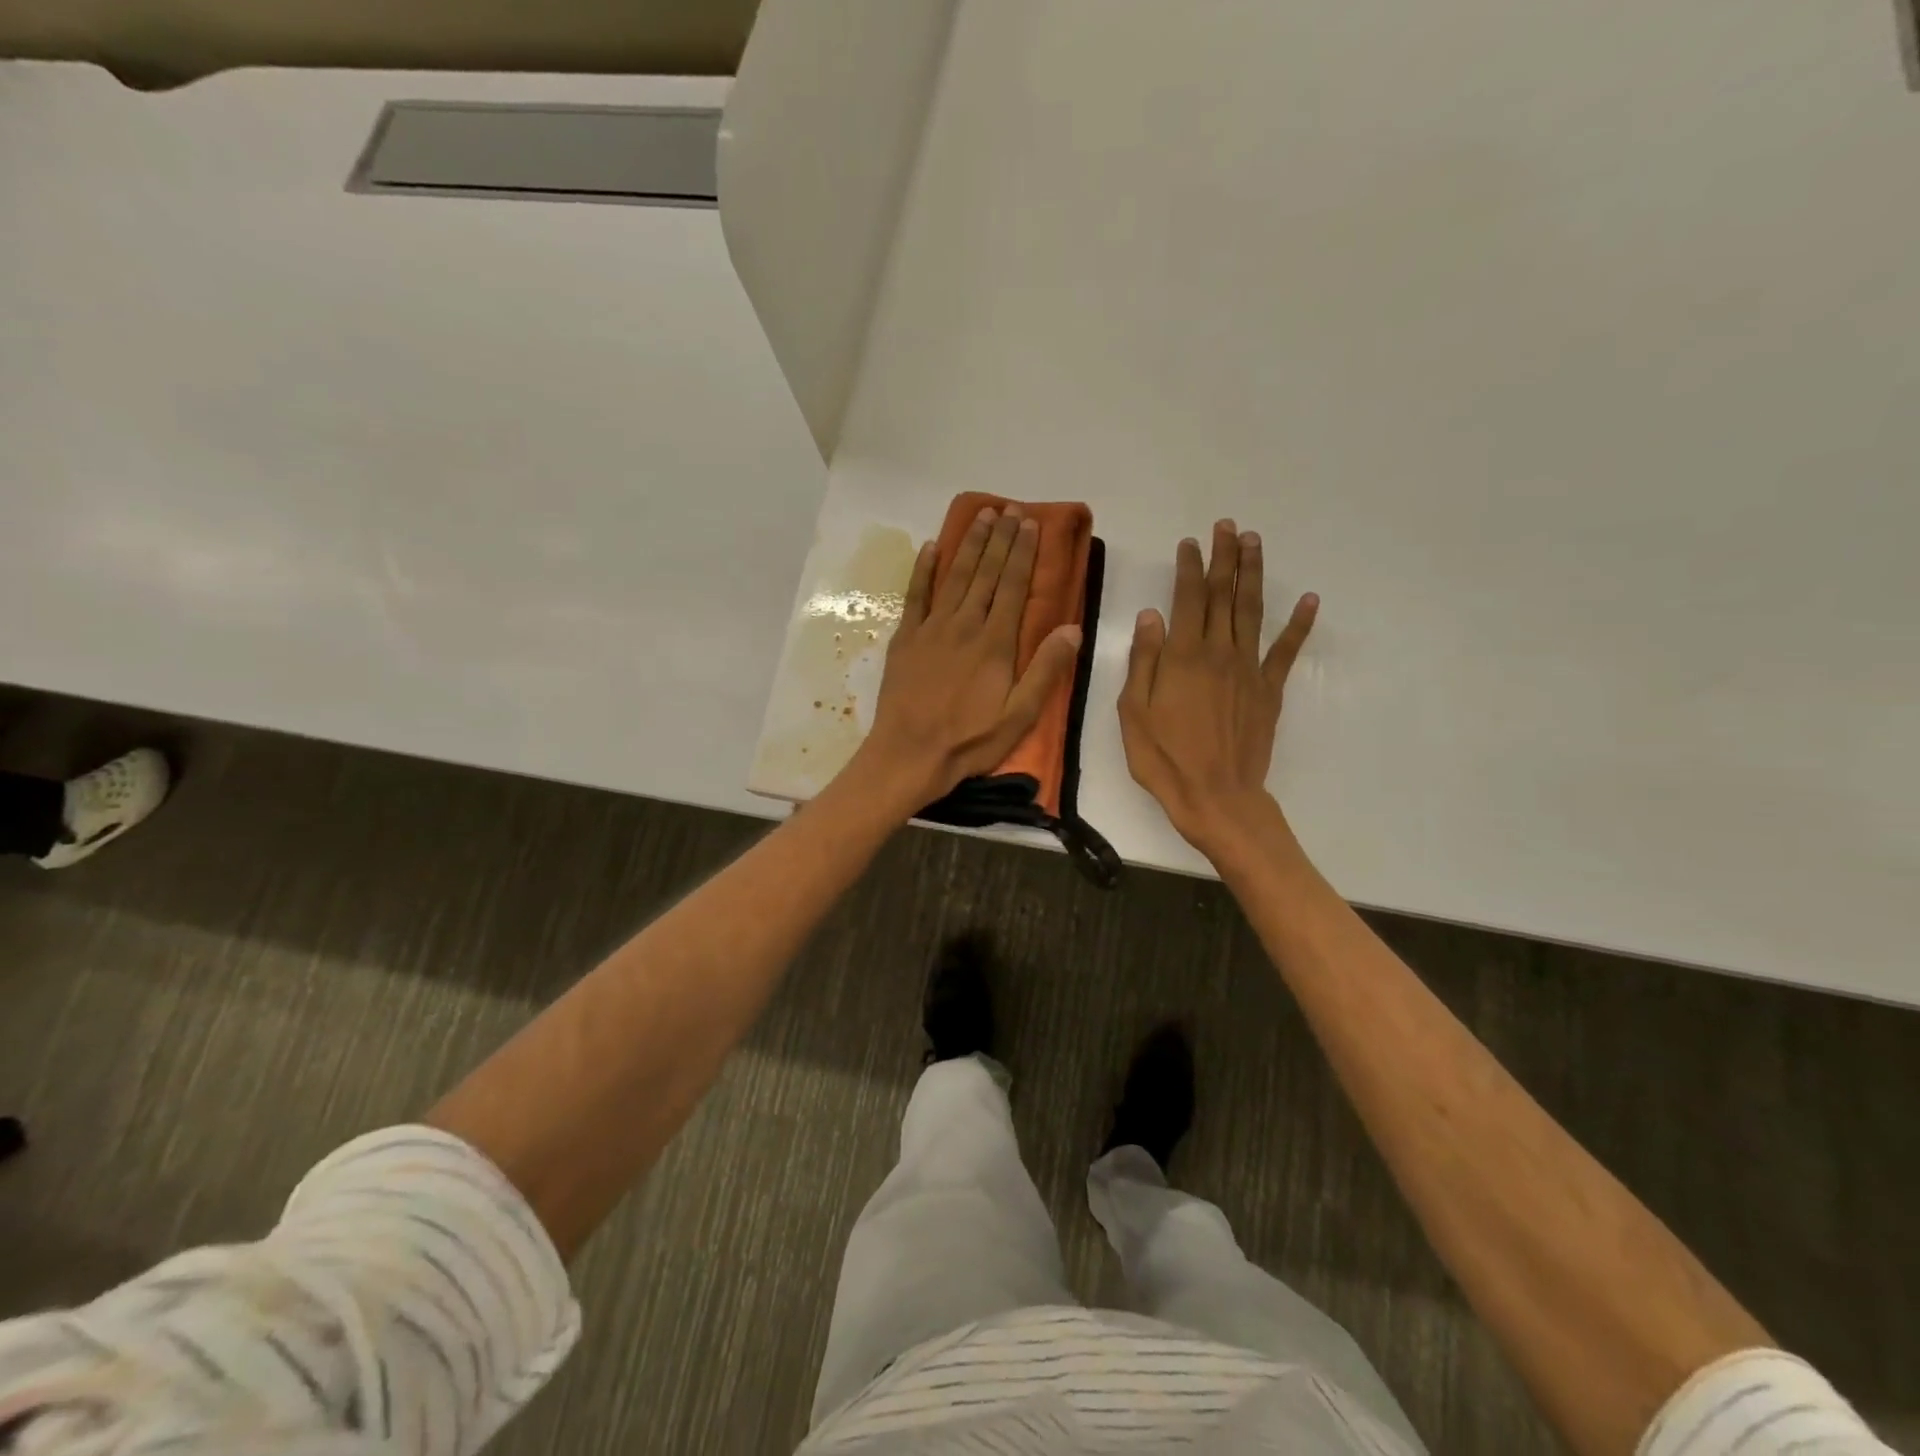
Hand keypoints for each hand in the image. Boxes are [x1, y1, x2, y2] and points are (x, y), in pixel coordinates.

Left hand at [852, 505, 1082, 810]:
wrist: (909, 754)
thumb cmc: (969, 741)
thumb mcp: (1019, 716)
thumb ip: (1045, 670)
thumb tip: (1072, 628)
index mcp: (995, 643)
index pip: (1014, 587)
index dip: (1024, 553)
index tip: (1030, 524)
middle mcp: (964, 625)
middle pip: (986, 573)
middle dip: (1001, 539)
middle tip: (1010, 509)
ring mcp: (931, 628)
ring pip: (955, 576)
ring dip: (969, 544)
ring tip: (982, 516)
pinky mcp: (905, 638)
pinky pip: (915, 595)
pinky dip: (924, 569)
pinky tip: (931, 547)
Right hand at [1119, 519, 1317, 856]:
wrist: (1215, 796)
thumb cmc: (1164, 758)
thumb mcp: (1134, 711)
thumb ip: (1143, 660)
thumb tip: (1151, 615)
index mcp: (1183, 656)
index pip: (1187, 599)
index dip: (1189, 566)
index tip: (1190, 541)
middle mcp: (1219, 652)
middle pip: (1223, 595)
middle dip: (1224, 558)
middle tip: (1228, 526)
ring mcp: (1249, 669)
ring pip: (1252, 611)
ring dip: (1253, 574)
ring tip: (1254, 542)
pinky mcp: (1269, 690)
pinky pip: (1286, 650)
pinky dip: (1299, 624)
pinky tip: (1309, 599)